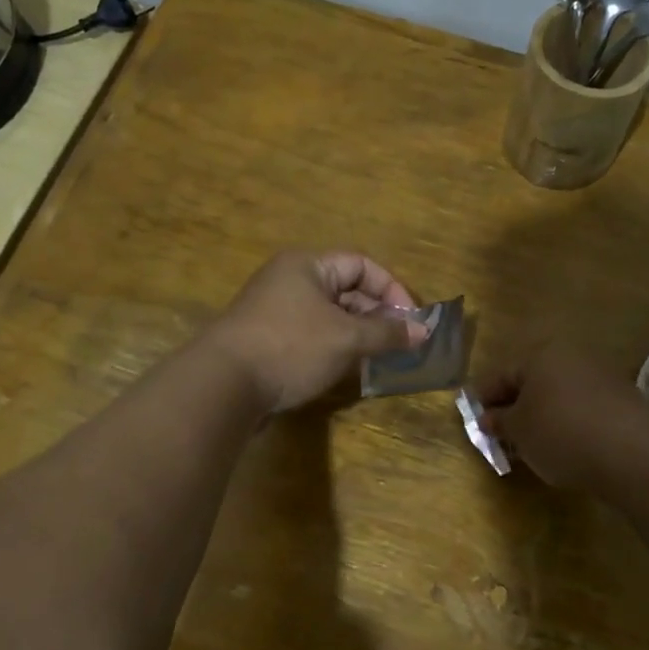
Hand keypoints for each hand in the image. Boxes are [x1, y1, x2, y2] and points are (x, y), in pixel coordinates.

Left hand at [208, 251, 428, 412]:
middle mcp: (290, 281)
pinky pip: (312, 335)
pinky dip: (335, 347)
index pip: (361, 264)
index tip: (412, 320)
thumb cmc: (291, 347)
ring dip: (358, 334)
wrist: (223, 384)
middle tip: (401, 342)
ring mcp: (276, 311)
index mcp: (307, 266)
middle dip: (377, 314)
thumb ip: (387, 333)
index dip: (392, 288)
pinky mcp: (269, 339)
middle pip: (346, 289)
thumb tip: (424, 331)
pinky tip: (349, 370)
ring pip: (330, 315)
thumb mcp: (346, 338)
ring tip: (380, 358)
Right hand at [478, 341, 648, 489]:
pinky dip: (568, 423)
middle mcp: (572, 356)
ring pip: (558, 394)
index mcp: (541, 354)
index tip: (474, 422)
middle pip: (532, 382)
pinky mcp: (623, 399)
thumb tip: (490, 418)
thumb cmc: (560, 434)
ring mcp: (601, 375)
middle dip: (514, 408)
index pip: (501, 375)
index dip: (483, 399)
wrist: (632, 454)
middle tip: (501, 435)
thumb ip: (499, 421)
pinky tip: (565, 446)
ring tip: (532, 446)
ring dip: (542, 416)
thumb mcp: (518, 431)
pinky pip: (583, 407)